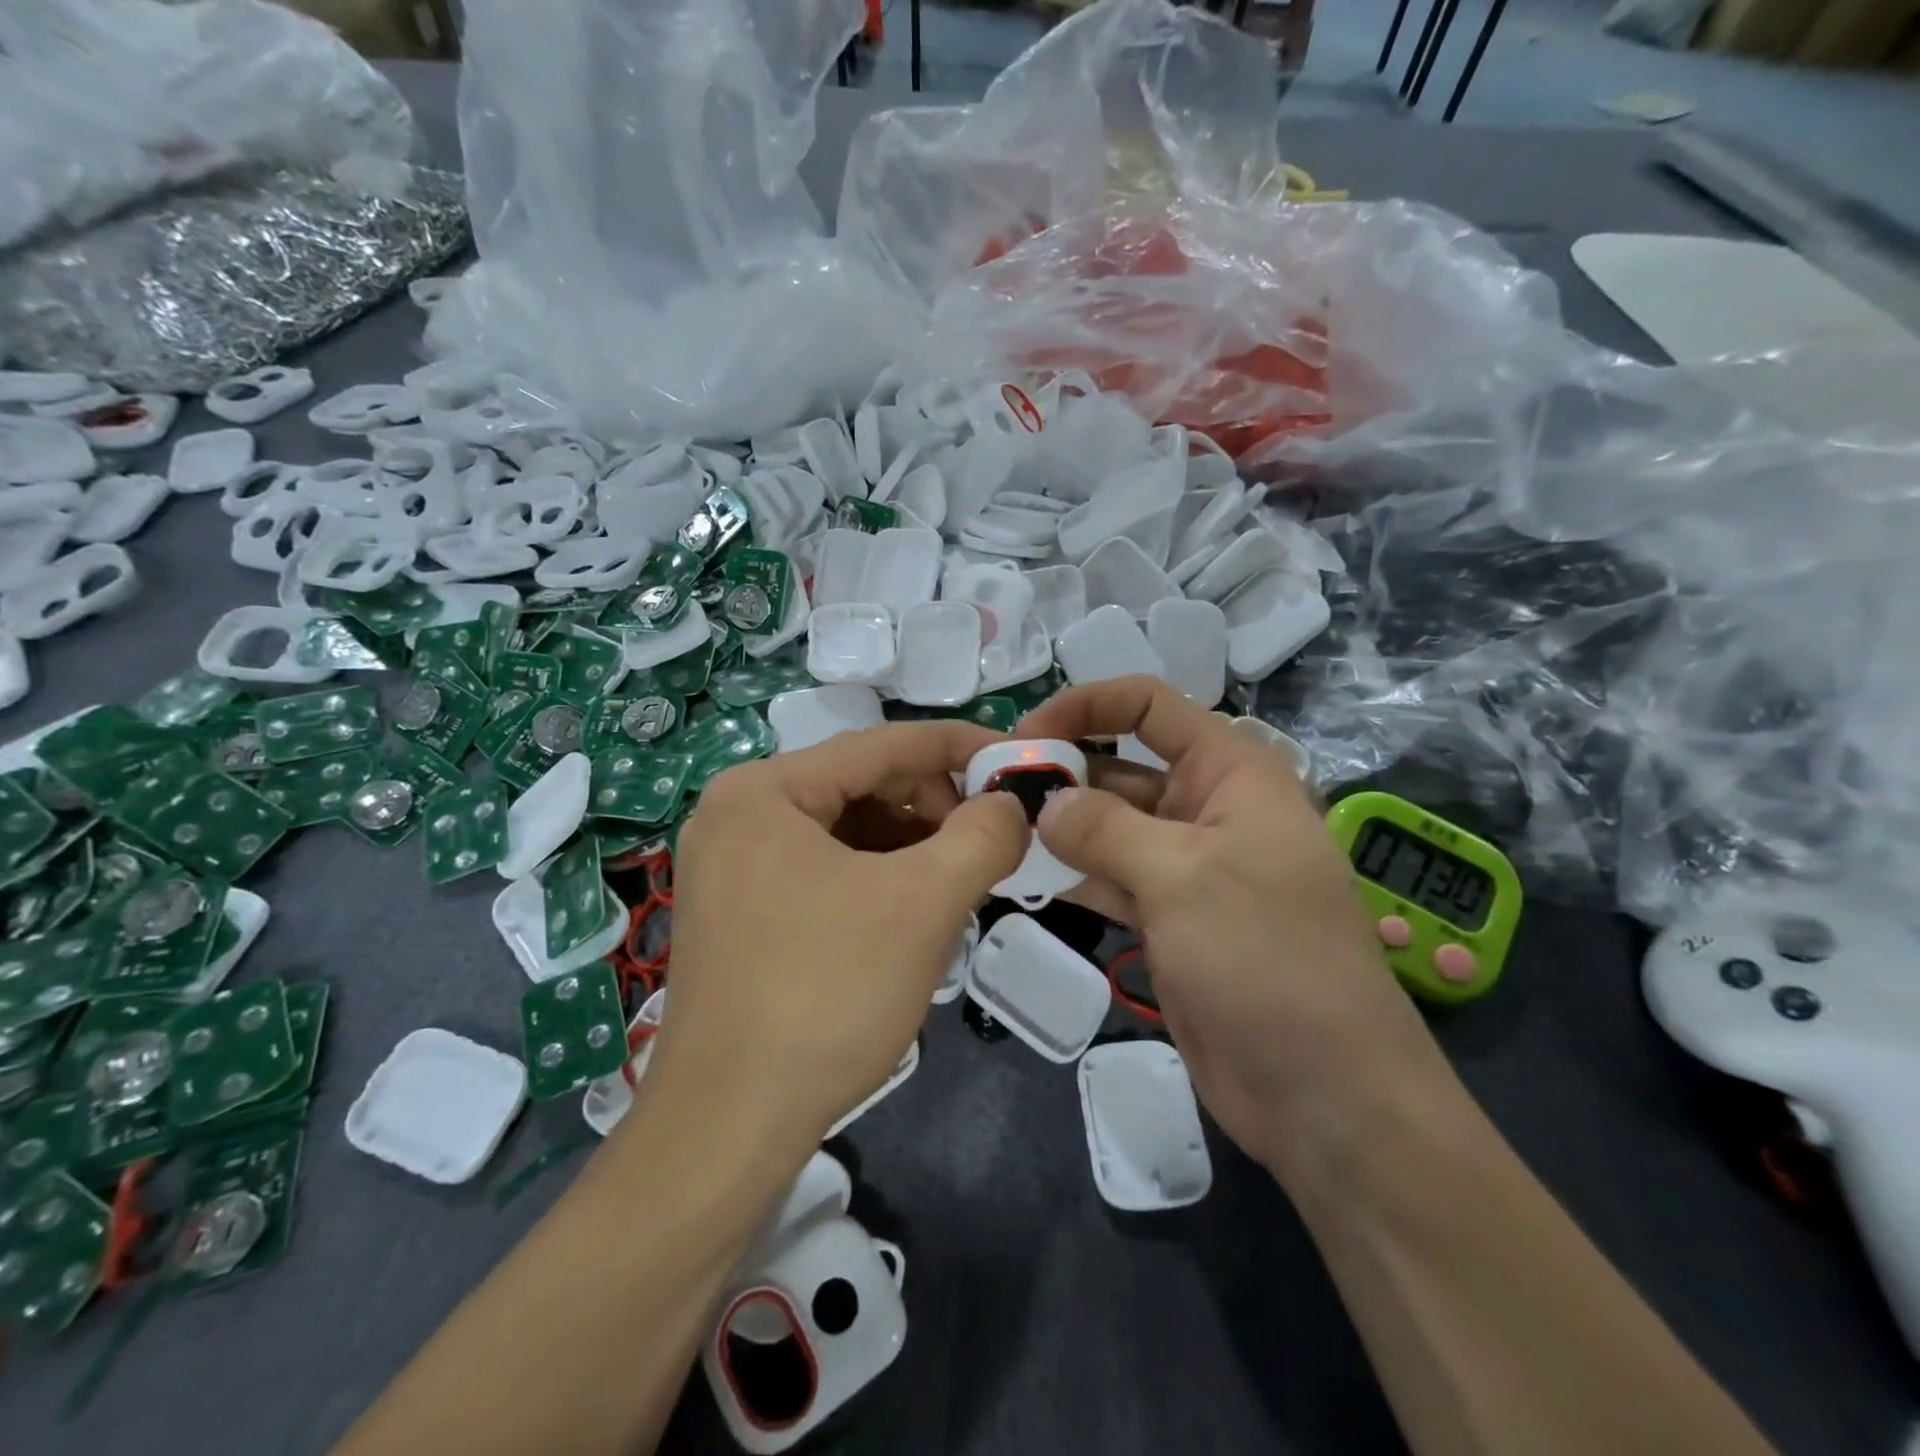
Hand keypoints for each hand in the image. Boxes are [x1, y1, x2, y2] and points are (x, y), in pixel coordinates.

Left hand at [642, 722, 1028, 1157]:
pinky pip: (826, 871)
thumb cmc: (825, 995)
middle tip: (991, 844)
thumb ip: (982, 836)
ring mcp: (733, 866)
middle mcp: (739, 813)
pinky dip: (879, 881)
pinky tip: (913, 917)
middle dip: (935, 809)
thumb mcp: (923, 904)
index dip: (959, 748)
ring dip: (912, 850)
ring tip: (957, 887)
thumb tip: (1012, 804)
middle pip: (862, 786)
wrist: (727, 1130)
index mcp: (765, 789)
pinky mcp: (741, 912)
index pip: (883, 744)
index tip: (1019, 762)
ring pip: (848, 832)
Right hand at [1017, 678, 1454, 1174]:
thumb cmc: (1266, 958)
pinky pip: (1109, 877)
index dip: (1086, 705)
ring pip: (1110, 825)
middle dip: (1062, 771)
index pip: (1150, 706)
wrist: (1323, 1093)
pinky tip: (1022, 873)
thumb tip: (1045, 805)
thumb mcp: (1183, 876)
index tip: (1024, 737)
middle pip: (1122, 765)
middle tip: (991, 791)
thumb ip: (1105, 828)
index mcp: (1231, 772)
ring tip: (995, 829)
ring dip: (1059, 825)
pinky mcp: (1168, 918)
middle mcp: (1208, 808)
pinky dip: (1071, 872)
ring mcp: (1186, 867)